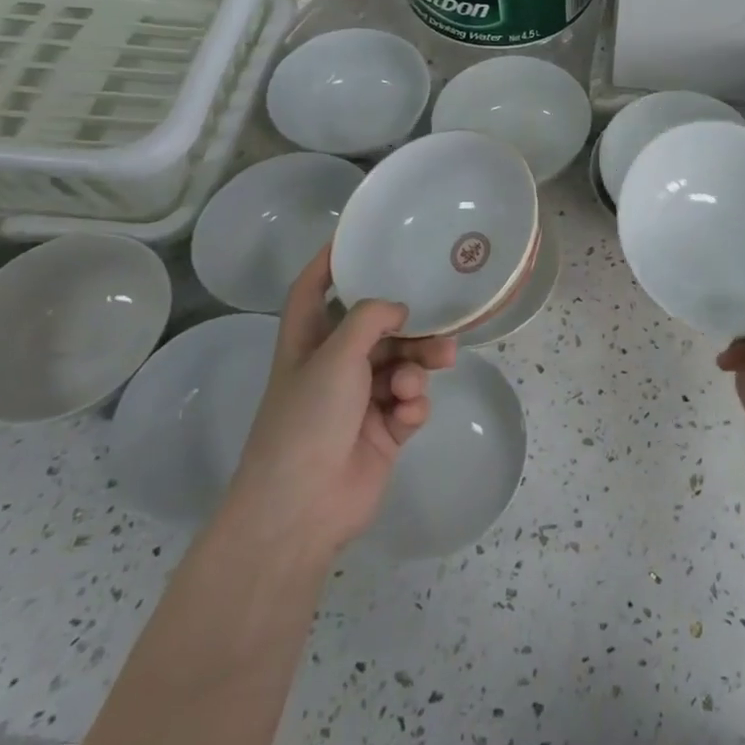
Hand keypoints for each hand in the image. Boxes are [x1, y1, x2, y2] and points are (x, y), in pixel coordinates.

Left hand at [226, 247, 454, 562]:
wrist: (303, 506)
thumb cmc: (308, 419)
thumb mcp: (336, 355)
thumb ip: (370, 318)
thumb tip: (401, 309)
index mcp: (307, 342)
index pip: (312, 290)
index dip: (328, 262)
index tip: (356, 238)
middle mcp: (333, 366)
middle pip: (378, 328)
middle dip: (409, 325)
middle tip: (441, 324)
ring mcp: (360, 400)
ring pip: (402, 362)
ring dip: (421, 361)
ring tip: (442, 362)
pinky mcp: (384, 430)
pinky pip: (410, 400)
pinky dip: (414, 401)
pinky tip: (408, 412)